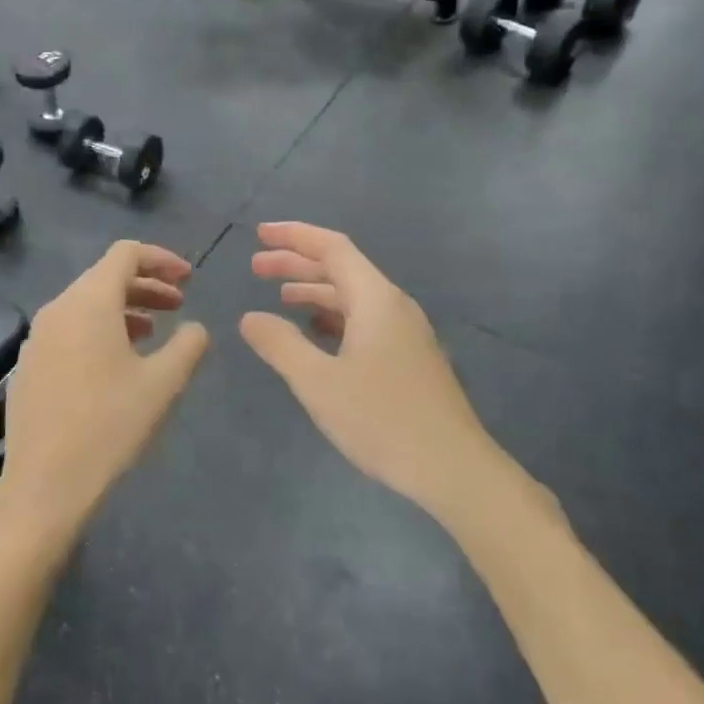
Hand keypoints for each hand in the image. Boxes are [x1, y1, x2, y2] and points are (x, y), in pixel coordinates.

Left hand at [0, 242, 208, 547]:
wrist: (44, 484)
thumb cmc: (110, 426)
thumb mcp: (163, 384)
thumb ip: (188, 345)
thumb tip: (196, 328)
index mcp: (89, 302)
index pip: (126, 254)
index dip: (162, 259)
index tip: (189, 279)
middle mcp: (58, 309)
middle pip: (105, 277)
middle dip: (146, 285)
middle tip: (179, 305)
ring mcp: (37, 337)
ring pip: (86, 305)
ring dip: (124, 309)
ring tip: (152, 334)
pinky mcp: (29, 365)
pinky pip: (69, 329)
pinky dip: (98, 330)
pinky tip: (116, 364)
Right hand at [241, 222, 500, 515]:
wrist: (454, 469)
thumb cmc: (382, 419)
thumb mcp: (319, 383)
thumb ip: (280, 345)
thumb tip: (250, 318)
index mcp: (376, 299)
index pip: (332, 247)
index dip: (294, 236)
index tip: (259, 234)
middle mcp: (394, 306)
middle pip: (341, 269)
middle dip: (297, 263)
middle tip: (256, 267)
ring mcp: (406, 333)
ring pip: (353, 297)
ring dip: (314, 291)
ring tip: (279, 297)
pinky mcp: (409, 358)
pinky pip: (364, 321)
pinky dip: (333, 317)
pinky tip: (315, 334)